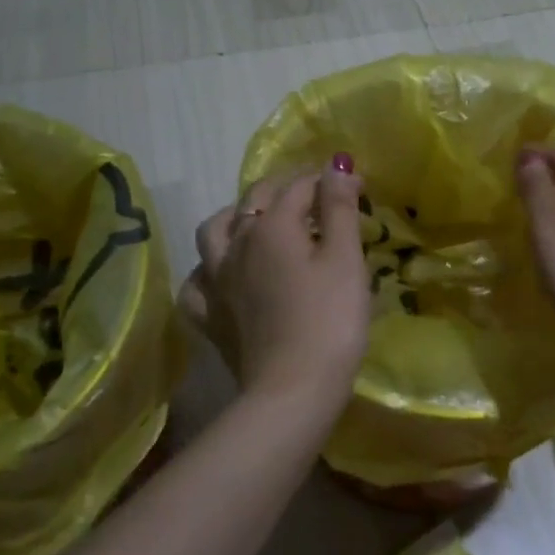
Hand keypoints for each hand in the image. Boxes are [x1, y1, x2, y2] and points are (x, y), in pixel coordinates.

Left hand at [178, 157, 370, 407]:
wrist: (293, 390)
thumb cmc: (330, 321)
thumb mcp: (345, 260)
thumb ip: (339, 208)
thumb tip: (336, 164)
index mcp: (272, 226)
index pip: (299, 186)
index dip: (328, 181)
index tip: (356, 187)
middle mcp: (236, 244)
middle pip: (255, 199)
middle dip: (285, 188)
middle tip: (314, 195)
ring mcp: (216, 280)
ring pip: (214, 231)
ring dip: (236, 217)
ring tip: (258, 222)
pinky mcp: (210, 315)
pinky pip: (198, 281)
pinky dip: (209, 269)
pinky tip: (223, 274)